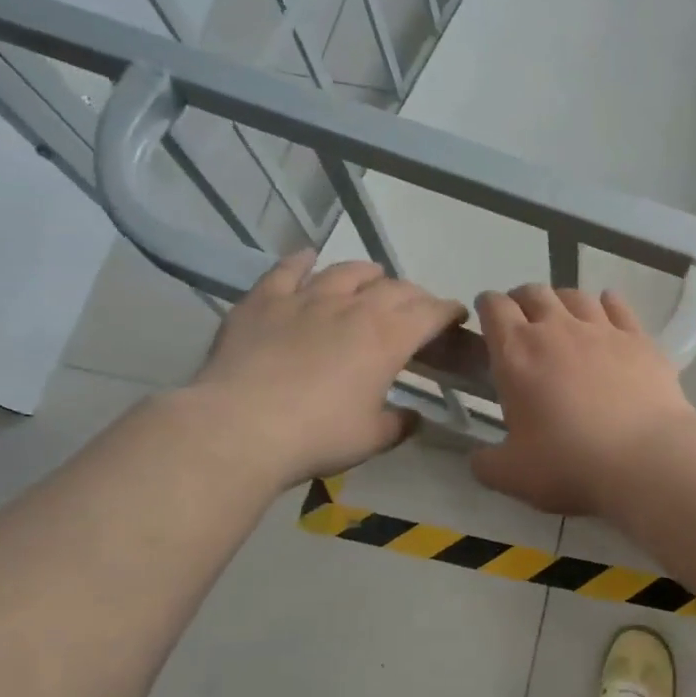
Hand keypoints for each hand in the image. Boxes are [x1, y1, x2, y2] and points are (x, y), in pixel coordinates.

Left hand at [186, 251, 466, 485]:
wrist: (239, 427)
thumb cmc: (316, 436)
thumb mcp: (371, 439)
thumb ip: (398, 424)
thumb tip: (412, 417)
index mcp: (387, 338)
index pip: (431, 313)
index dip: (448, 311)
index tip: (456, 316)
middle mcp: (353, 307)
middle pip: (395, 288)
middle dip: (414, 295)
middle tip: (417, 309)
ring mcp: (307, 298)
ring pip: (347, 271)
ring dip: (368, 273)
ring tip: (373, 278)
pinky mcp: (265, 300)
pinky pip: (289, 270)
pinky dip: (304, 261)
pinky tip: (308, 258)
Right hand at [470, 285, 695, 516]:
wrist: (645, 459)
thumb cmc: (570, 464)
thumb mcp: (512, 475)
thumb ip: (486, 463)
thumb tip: (478, 458)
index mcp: (517, 353)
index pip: (493, 307)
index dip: (486, 307)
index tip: (487, 320)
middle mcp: (557, 328)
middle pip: (534, 293)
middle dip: (522, 301)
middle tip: (523, 323)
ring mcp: (602, 329)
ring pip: (575, 295)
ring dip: (562, 301)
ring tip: (562, 319)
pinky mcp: (639, 338)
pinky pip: (618, 306)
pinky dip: (607, 304)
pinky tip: (607, 312)